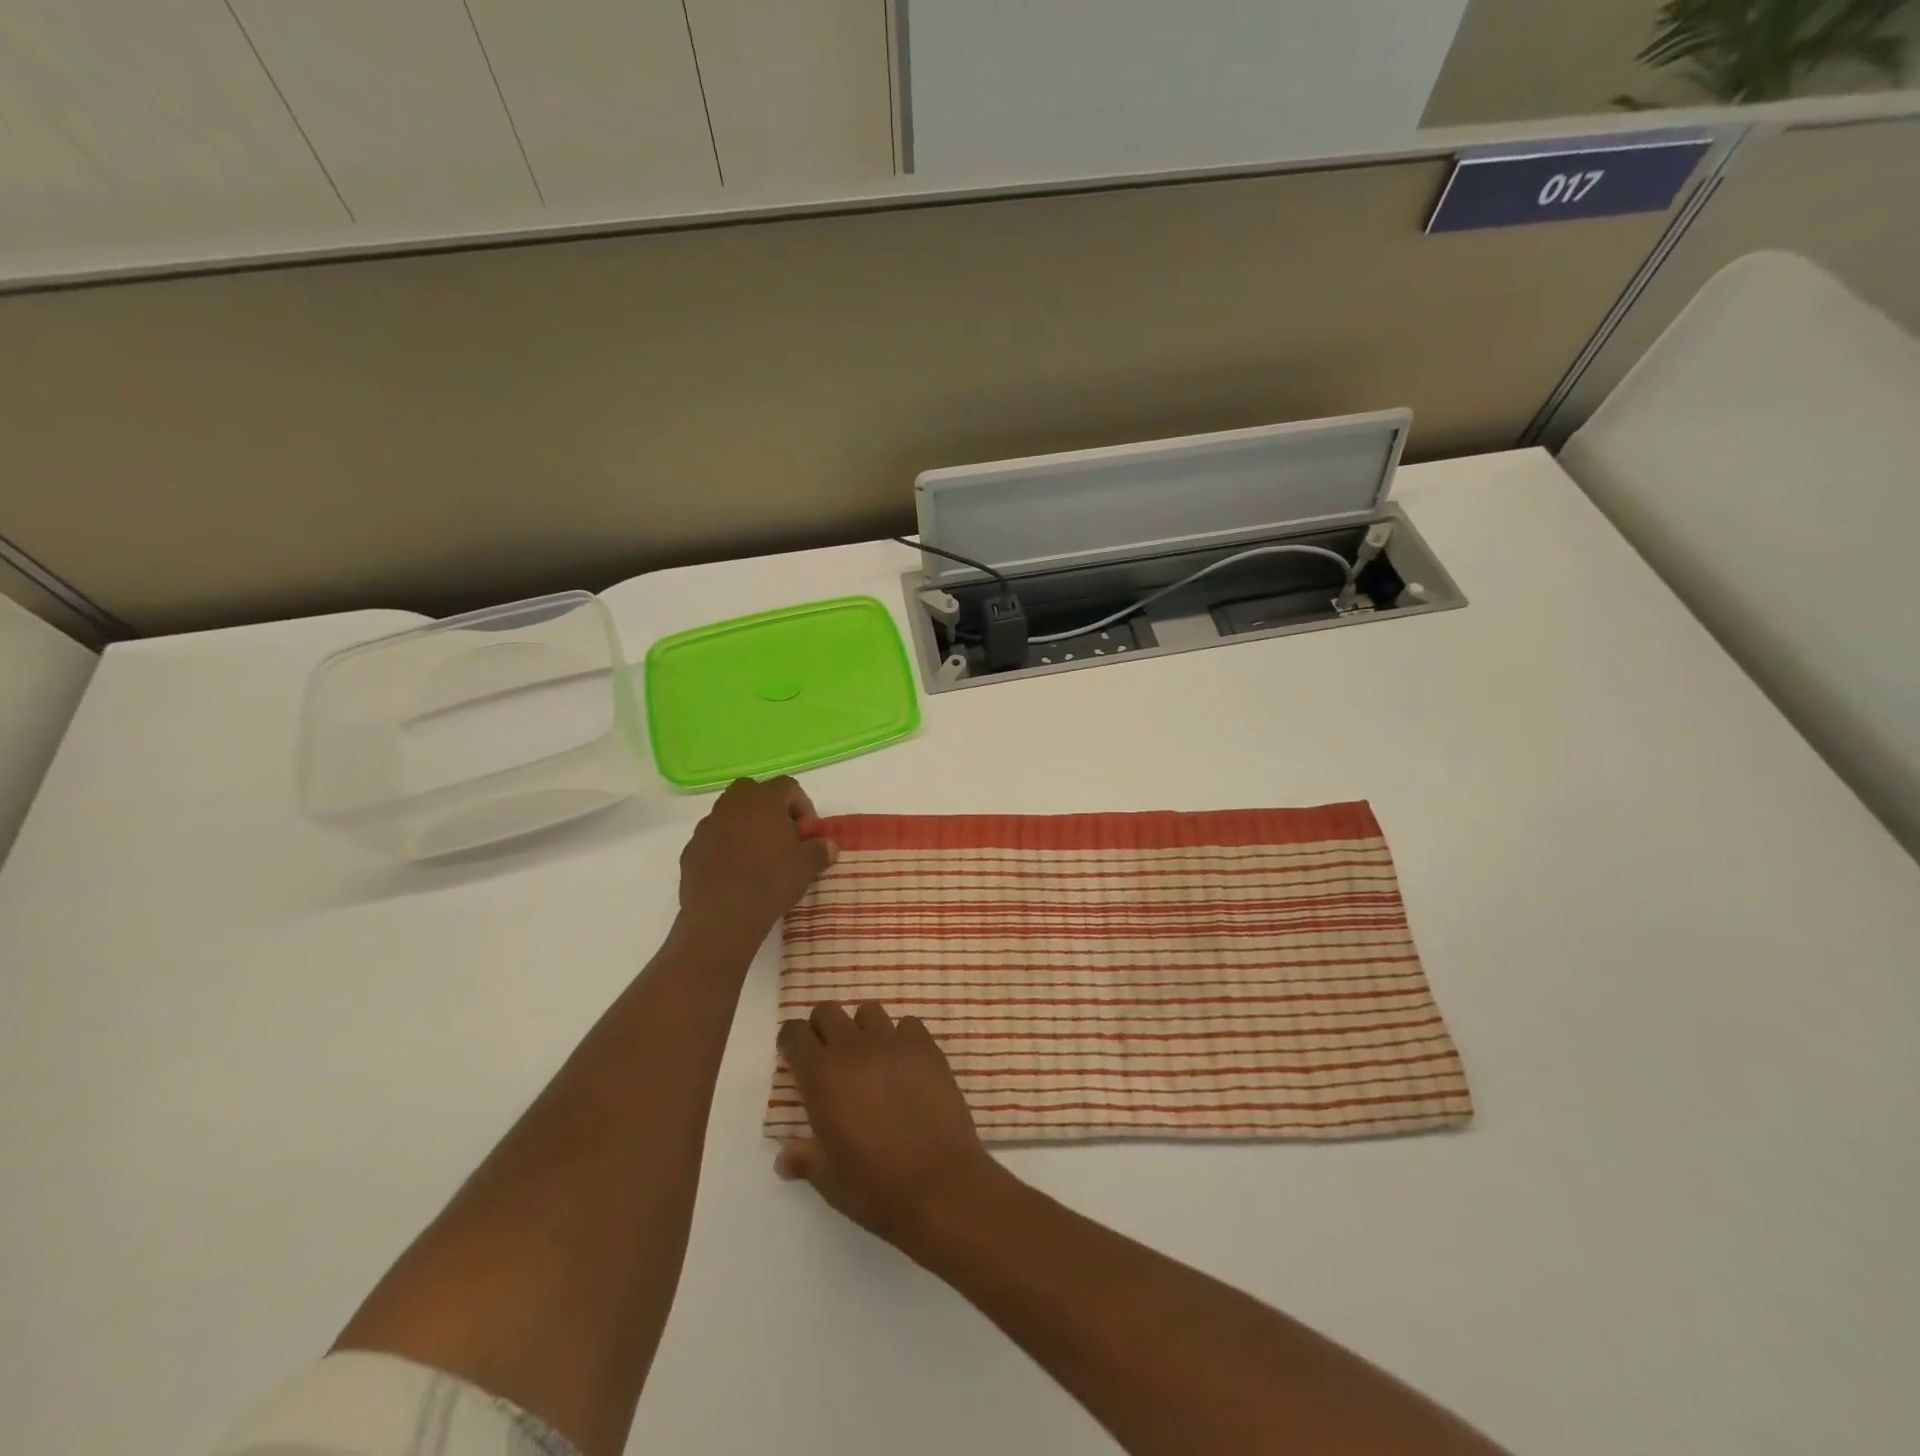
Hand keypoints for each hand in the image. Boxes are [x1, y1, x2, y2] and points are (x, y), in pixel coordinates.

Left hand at [677, 777, 835, 941]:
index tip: (808, 832)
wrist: (723, 914)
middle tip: (782, 837)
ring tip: (758, 858)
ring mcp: (707, 826)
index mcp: (763, 799)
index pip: (788, 786)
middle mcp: (732, 804)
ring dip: (745, 828)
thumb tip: (828, 846)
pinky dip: (725, 849)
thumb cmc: (771, 881)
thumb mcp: (807, 866)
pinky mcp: (690, 850)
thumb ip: (820, 850)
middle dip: (770, 810)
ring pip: (730, 816)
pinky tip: (735, 874)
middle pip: (754, 793)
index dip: (802, 806)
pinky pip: (713, 840)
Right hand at [775, 1001, 1003, 1248]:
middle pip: (828, 1011)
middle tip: (831, 1056)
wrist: (938, 1184)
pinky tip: (906, 1063)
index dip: (792, 1041)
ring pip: (869, 1011)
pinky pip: (908, 1024)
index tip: (796, 1056)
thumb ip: (804, 1159)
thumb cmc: (874, 1186)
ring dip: (863, 1028)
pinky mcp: (926, 1047)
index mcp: (821, 1076)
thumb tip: (783, 1160)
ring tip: (870, 1057)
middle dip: (824, 1027)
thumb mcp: (828, 1179)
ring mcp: (893, 1043)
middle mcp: (853, 1049)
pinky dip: (902, 1037)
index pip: (795, 1034)